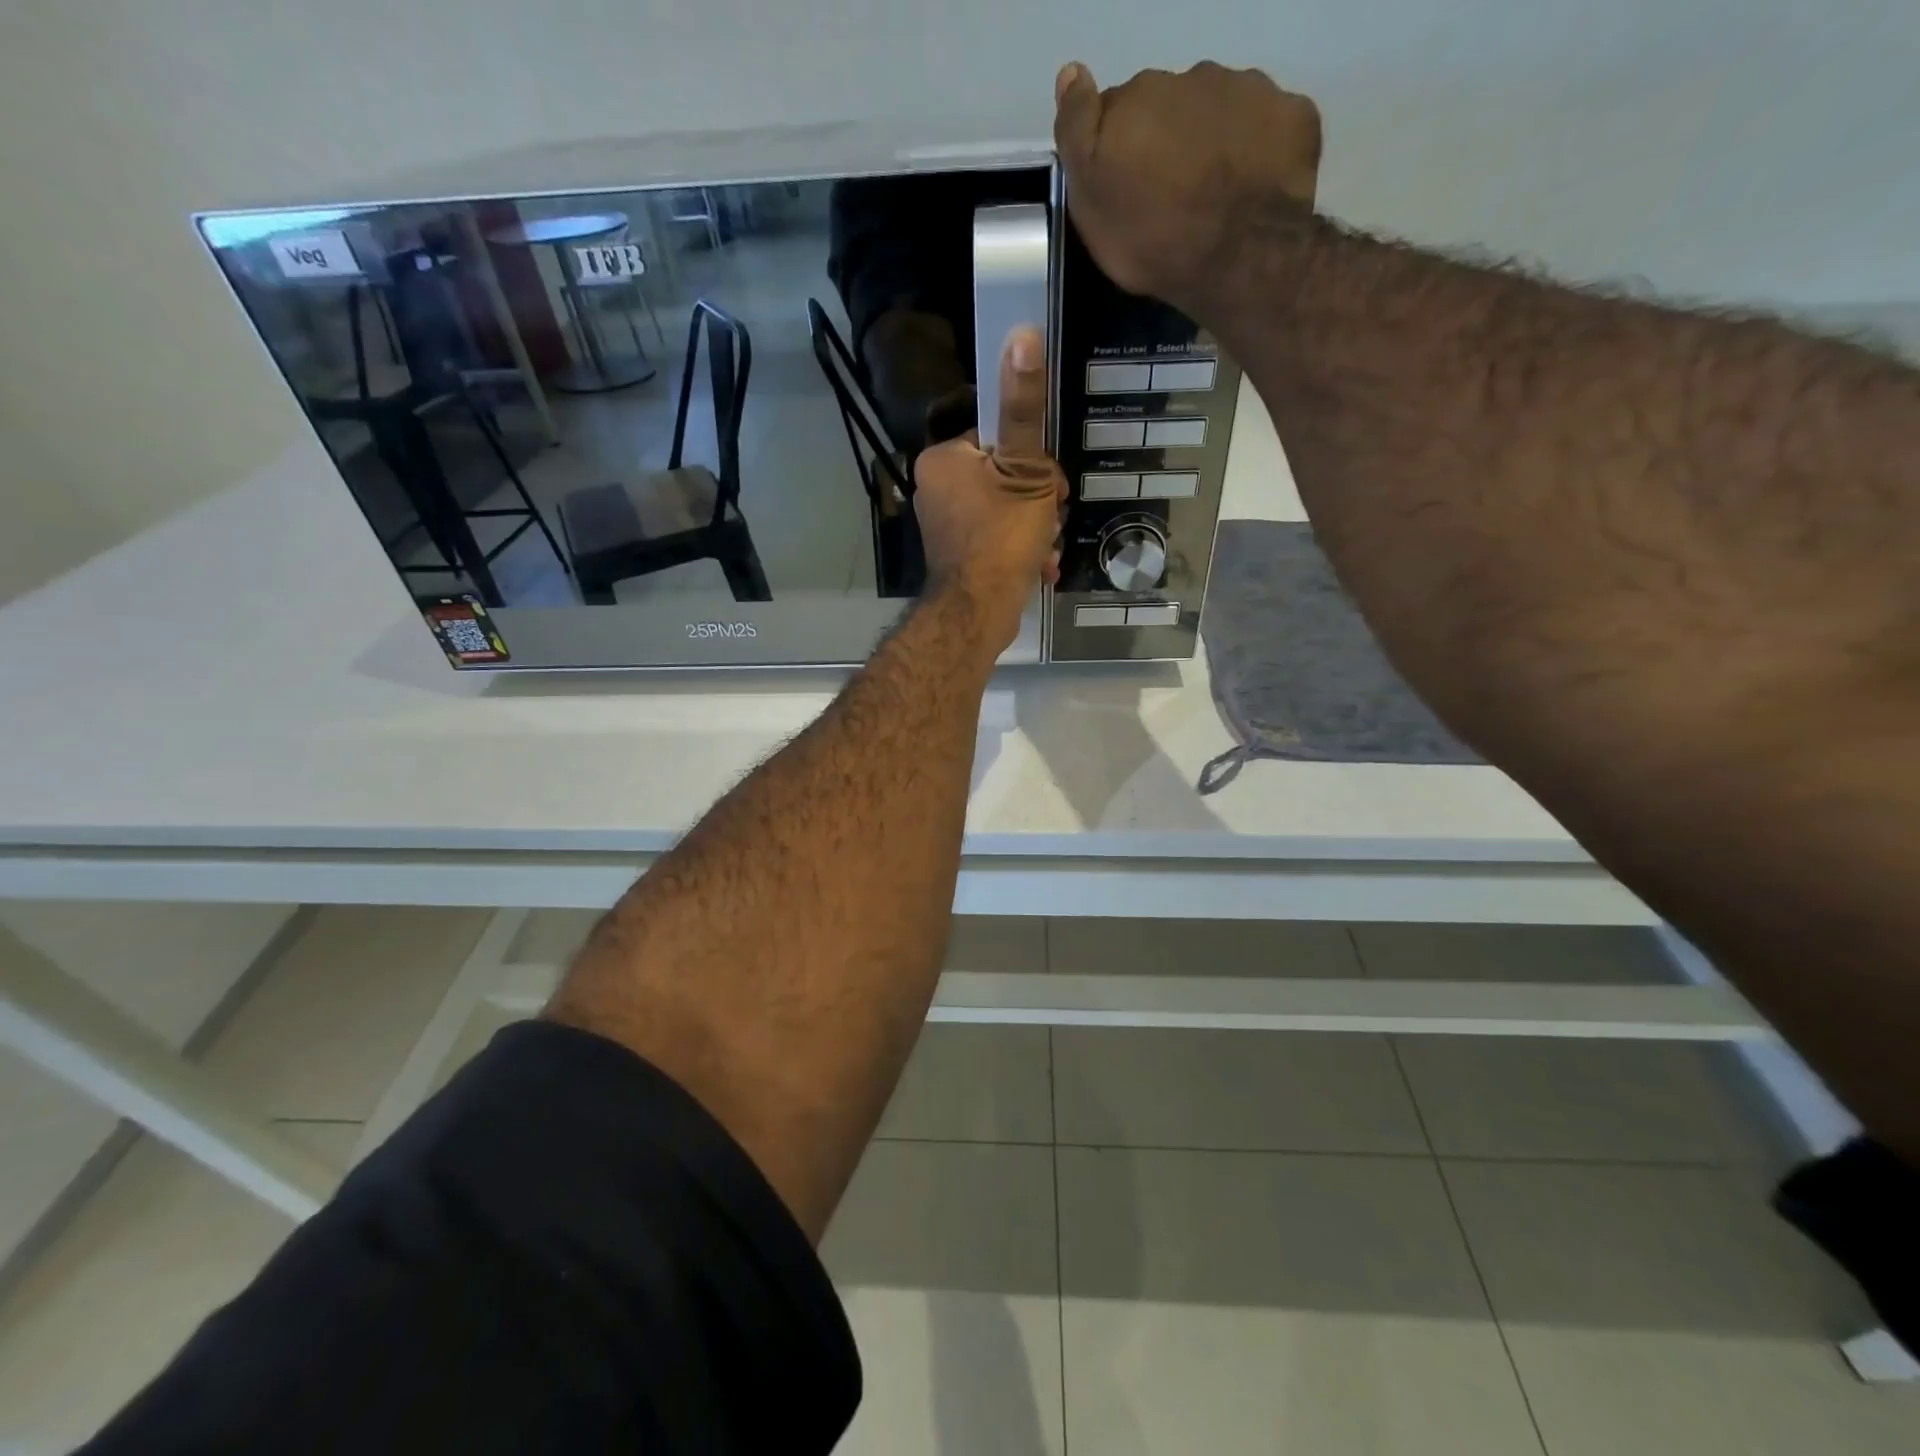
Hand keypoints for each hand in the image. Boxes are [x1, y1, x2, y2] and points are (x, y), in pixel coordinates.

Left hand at [912, 326, 1066, 648]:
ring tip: (1044, 548)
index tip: (1049, 485)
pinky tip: (1039, 567)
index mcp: (943, 459)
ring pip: (1004, 509)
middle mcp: (935, 488)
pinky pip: (995, 539)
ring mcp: (944, 525)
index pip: (997, 438)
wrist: (979, 613)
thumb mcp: (1025, 468)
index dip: (1033, 460)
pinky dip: (1020, 550)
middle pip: (1004, 475)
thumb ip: (1024, 408)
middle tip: (1049, 518)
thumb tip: (1022, 335)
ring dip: (1035, 527)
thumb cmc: (1001, 536)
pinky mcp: (956, 555)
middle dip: (1037, 499)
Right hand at [1054, 61, 1321, 311]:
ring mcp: (1249, 90)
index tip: (1123, 185)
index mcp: (1138, 97)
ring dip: (1213, 141)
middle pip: (1171, 107)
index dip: (1117, 147)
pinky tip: (1252, 186)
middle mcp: (1193, 77)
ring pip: (1221, 110)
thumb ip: (1077, 131)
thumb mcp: (1089, 198)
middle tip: (1170, 198)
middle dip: (1167, 140)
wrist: (1236, 254)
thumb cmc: (1151, 236)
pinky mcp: (1293, 115)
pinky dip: (1260, 149)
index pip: (1117, 111)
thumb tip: (1071, 72)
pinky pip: (1270, 126)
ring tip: (1214, 195)